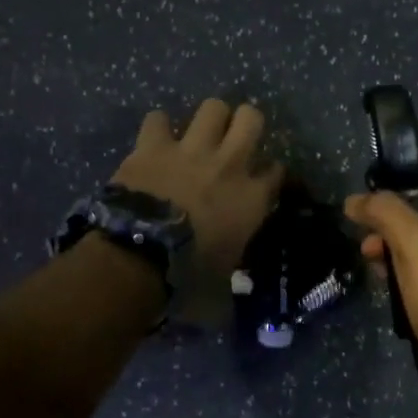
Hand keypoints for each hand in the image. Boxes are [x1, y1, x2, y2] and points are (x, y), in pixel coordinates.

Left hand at [113, 100, 284, 323]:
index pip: (277, 171)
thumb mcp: (221, 286)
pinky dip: (158, 128)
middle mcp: (229, 164)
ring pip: (213, 107)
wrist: (140, 256)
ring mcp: (191, 149)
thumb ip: (231, 283)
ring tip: (200, 133)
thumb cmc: (188, 276)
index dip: (271, 173)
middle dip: (247, 123)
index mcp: (253, 198)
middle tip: (235, 139)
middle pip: (252, 118)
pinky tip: (156, 140)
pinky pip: (159, 119)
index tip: (264, 181)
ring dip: (209, 118)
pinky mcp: (154, 145)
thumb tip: (227, 310)